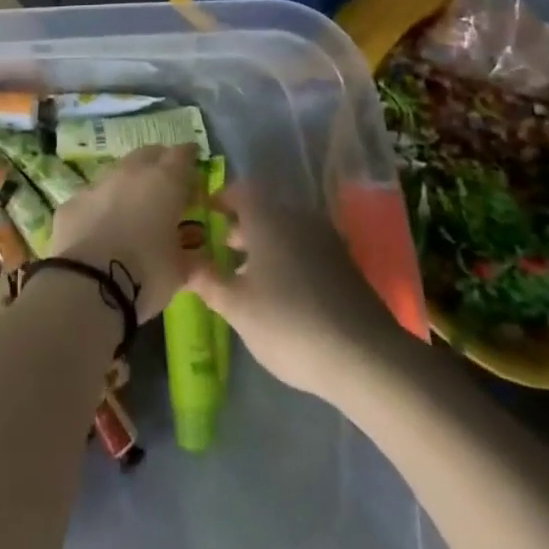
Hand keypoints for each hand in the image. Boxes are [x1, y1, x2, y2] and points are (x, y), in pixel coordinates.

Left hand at [47, 145, 198, 321]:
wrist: (86, 286)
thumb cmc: (145, 274)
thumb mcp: (180, 272)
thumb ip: (193, 259)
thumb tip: (202, 263)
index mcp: (164, 182)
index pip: (182, 155)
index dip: (189, 157)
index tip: (194, 165)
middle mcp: (129, 173)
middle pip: (147, 154)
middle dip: (158, 163)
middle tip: (166, 185)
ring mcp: (96, 185)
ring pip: (116, 173)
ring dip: (127, 185)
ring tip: (133, 209)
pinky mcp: (71, 203)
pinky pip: (91, 198)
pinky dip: (100, 207)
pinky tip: (101, 229)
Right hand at [187, 185, 395, 402]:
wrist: (366, 357)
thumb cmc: (288, 323)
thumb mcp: (236, 306)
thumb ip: (206, 280)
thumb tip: (181, 261)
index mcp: (268, 217)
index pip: (240, 190)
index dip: (221, 198)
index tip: (205, 212)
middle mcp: (297, 218)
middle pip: (264, 211)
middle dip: (240, 226)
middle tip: (218, 246)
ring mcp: (326, 241)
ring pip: (286, 231)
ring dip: (264, 245)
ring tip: (245, 275)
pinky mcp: (345, 267)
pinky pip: (306, 250)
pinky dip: (287, 260)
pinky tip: (280, 293)